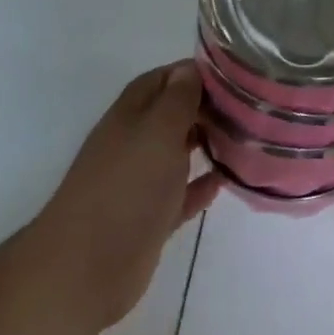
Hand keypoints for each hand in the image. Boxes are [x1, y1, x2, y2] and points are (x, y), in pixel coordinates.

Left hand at [32, 62, 219, 330]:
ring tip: (243, 141)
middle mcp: (132, 142)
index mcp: (130, 114)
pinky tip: (224, 182)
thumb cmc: (128, 187)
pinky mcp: (147, 218)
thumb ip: (177, 100)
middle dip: (204, 109)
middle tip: (246, 111)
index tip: (233, 77)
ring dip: (204, 145)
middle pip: (170, 115)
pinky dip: (199, 186)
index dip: (194, 73)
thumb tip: (189, 68)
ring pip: (175, 154)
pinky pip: (178, 194)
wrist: (87, 265)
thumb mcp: (158, 132)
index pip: (163, 79)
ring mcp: (138, 182)